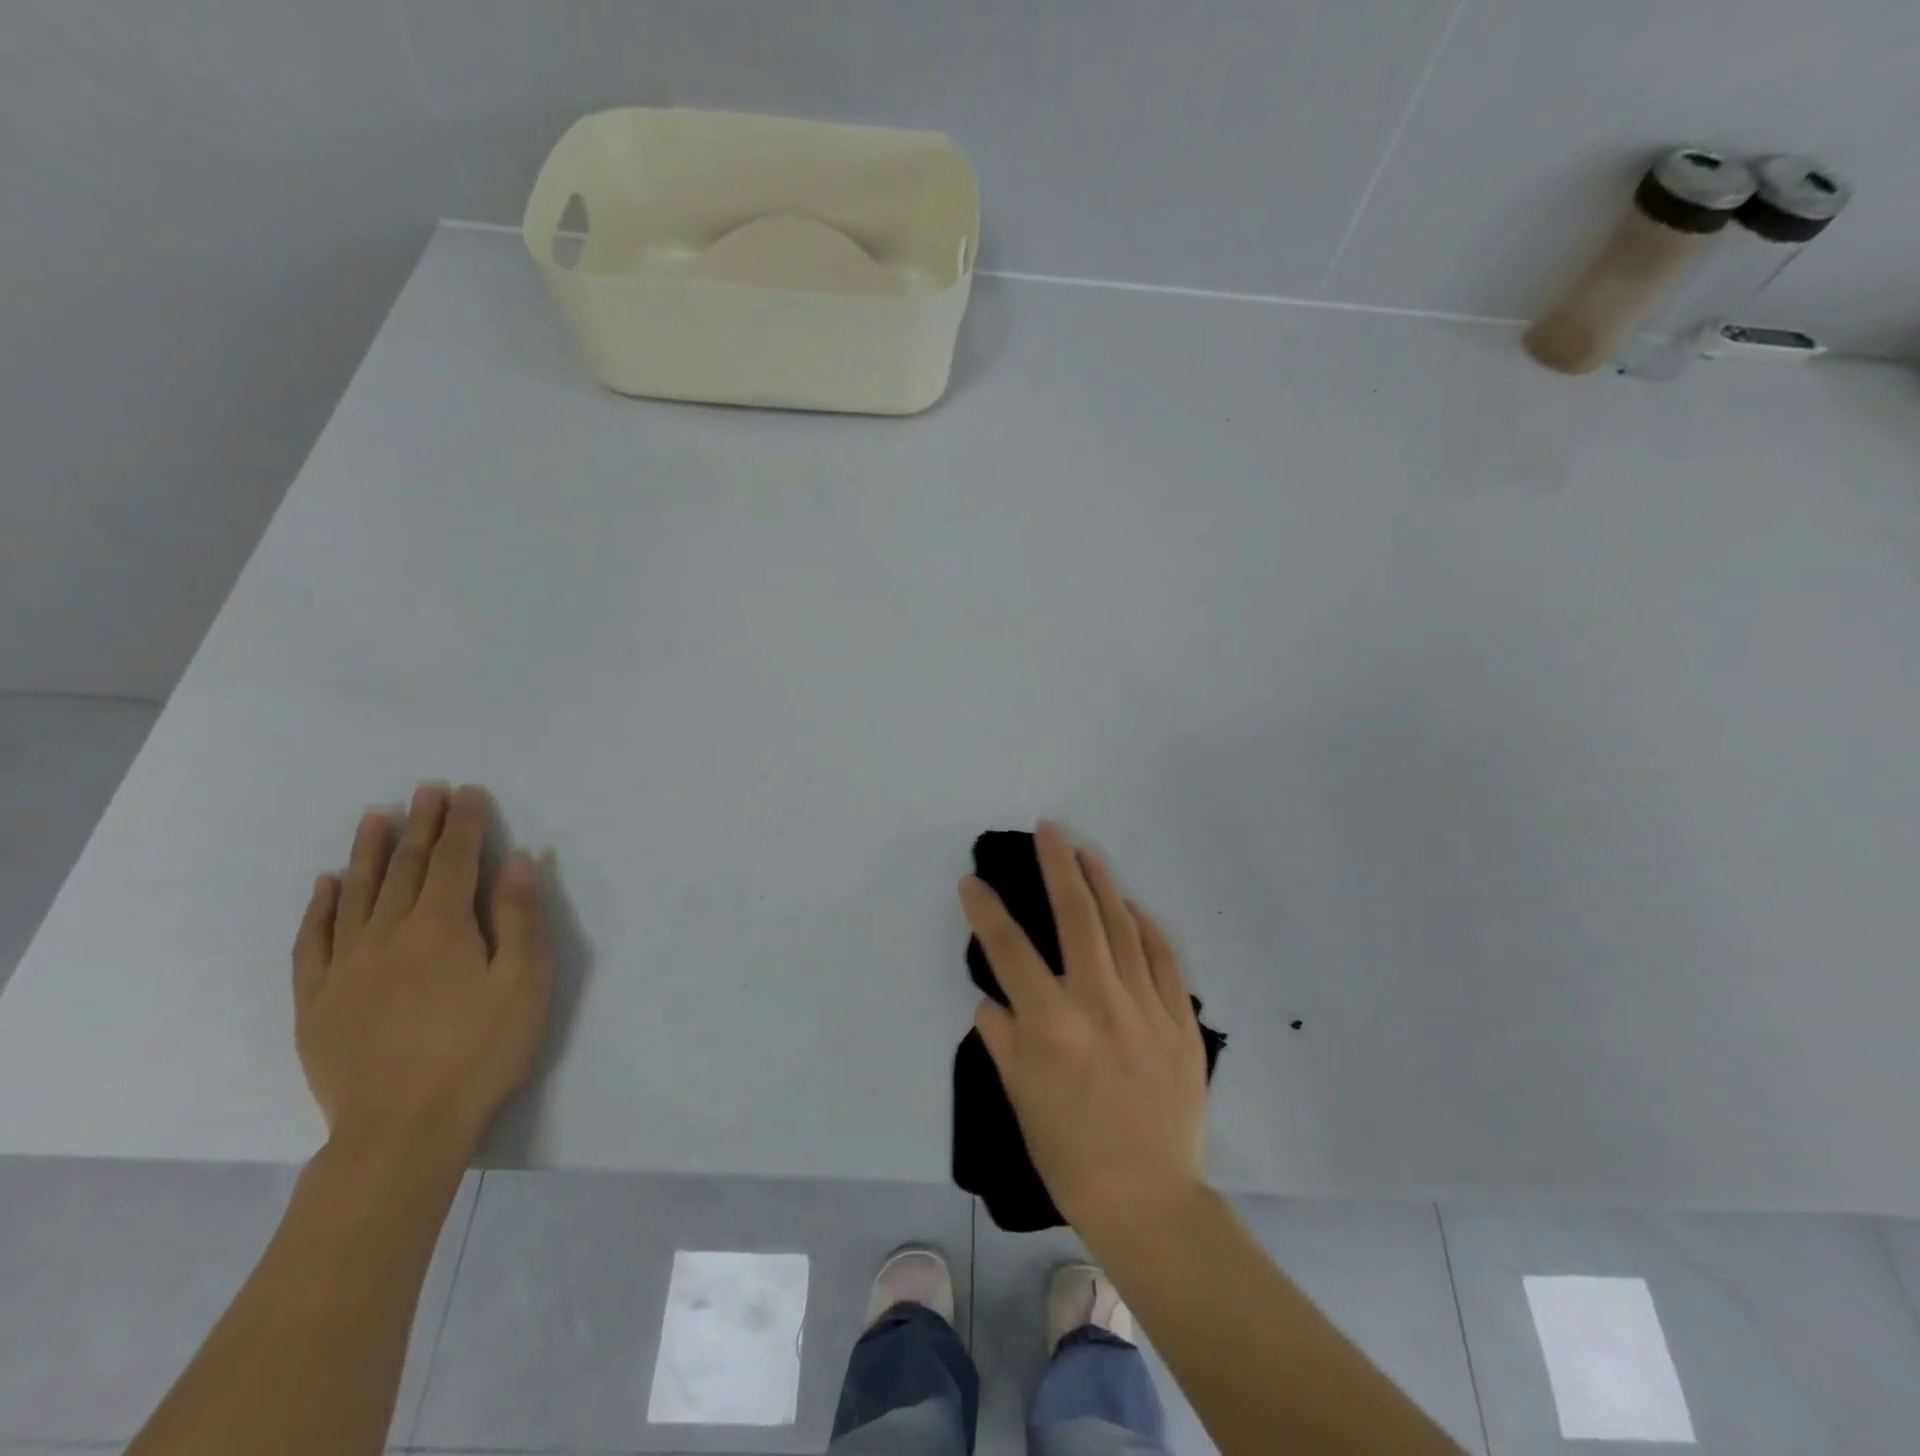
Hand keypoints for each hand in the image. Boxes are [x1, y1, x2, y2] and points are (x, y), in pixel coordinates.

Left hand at [292, 783, 554, 1158]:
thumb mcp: (525, 981)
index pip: (455, 860)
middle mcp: (389, 934)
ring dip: (369, 852)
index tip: (467, 792)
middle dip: (421, 826)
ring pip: (357, 894)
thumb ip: (520, 916)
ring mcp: (346, 967)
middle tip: (426, 790)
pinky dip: (320, 907)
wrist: (402, 1130)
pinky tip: (326, 884)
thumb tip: (518, 859)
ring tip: (375, 817)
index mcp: (443, 927)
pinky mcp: (318, 1001)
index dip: (463, 824)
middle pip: (406, 868)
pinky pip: (313, 941)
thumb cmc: (481, 1050)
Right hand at [961, 821, 1208, 1234]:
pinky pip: (1162, 958)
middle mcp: (1099, 1004)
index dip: (987, 911)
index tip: (973, 881)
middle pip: (1077, 917)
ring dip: (1103, 883)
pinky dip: (1145, 926)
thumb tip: (992, 1000)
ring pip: (1123, 927)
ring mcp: (1146, 1008)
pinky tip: (1132, 906)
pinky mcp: (1180, 1020)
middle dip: (1058, 866)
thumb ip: (1003, 1039)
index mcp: (1052, 1025)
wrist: (1149, 1197)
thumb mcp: (1021, 1099)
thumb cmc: (1071, 1154)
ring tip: (1086, 851)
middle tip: (1048, 830)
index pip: (1010, 951)